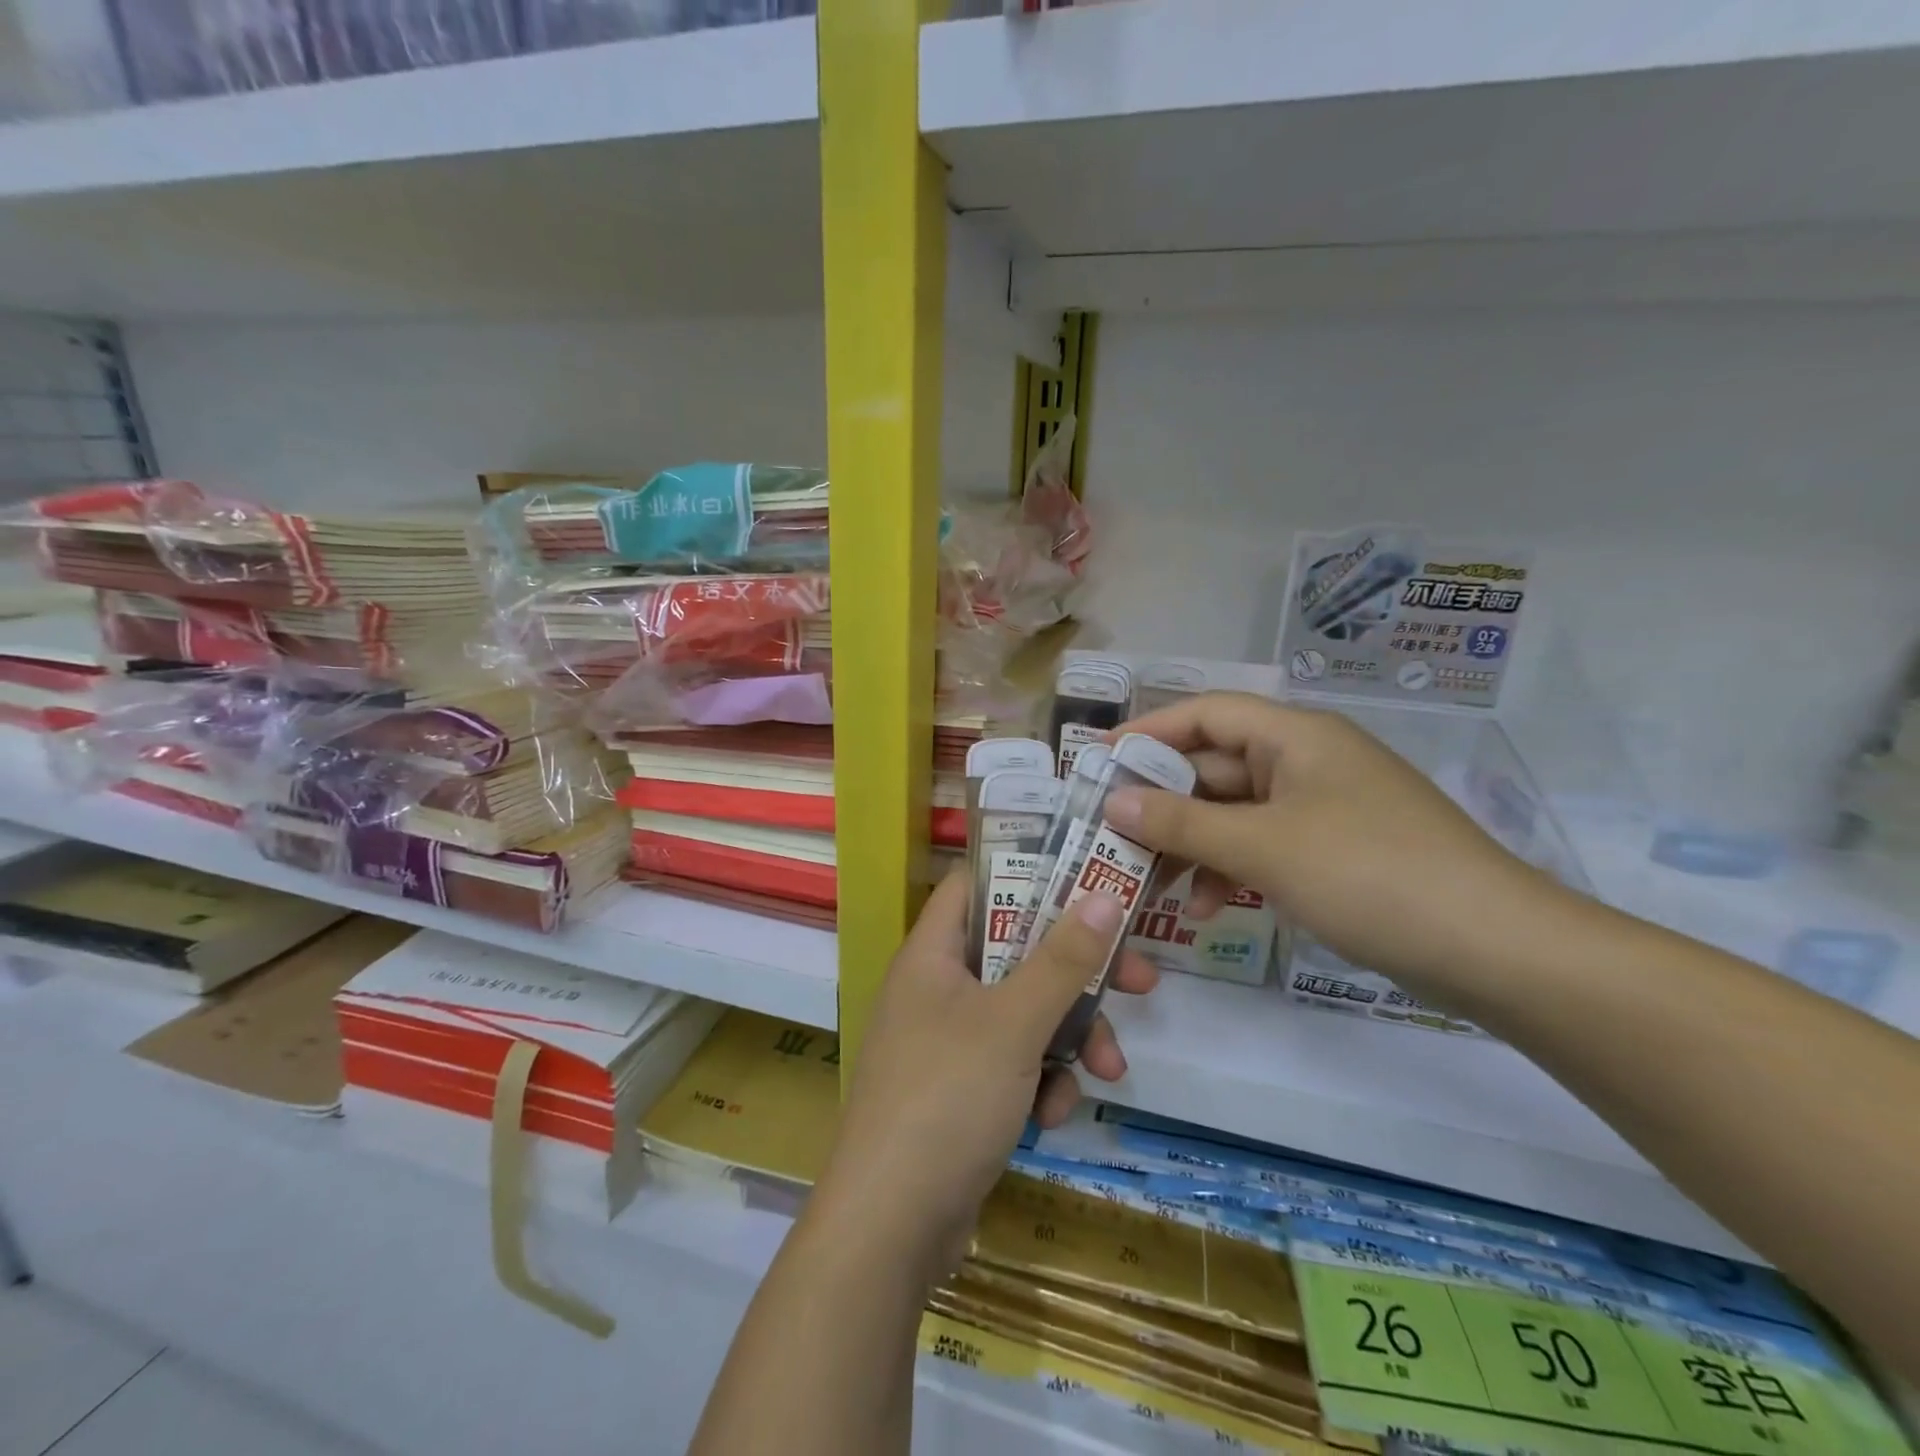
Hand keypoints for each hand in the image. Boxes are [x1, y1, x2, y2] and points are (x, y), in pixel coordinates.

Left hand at [811, 871, 1158, 1281]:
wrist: (889, 1229)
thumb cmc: (946, 1100)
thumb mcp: (1013, 1023)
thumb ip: (1062, 959)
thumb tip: (1105, 895)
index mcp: (931, 954)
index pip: (976, 884)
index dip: (1028, 872)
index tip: (1088, 878)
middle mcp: (937, 989)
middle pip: (1017, 953)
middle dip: (1077, 972)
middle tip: (1138, 978)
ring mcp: (948, 1042)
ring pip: (1025, 1013)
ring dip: (1070, 1038)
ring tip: (1109, 1069)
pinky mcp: (962, 1092)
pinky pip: (1014, 1064)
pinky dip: (1041, 1082)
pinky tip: (1054, 1117)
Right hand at [1104, 692, 1555, 996]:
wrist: (1494, 950)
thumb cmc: (1368, 874)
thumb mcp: (1262, 847)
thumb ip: (1180, 823)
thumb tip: (1113, 803)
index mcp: (1294, 737)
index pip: (1205, 713)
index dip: (1148, 731)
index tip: (1098, 762)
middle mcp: (1305, 762)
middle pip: (1213, 767)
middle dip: (1161, 802)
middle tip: (1109, 834)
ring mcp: (1320, 809)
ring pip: (1233, 813)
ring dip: (1188, 843)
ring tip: (1145, 882)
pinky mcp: (1332, 852)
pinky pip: (1261, 846)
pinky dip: (1226, 869)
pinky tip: (1201, 907)